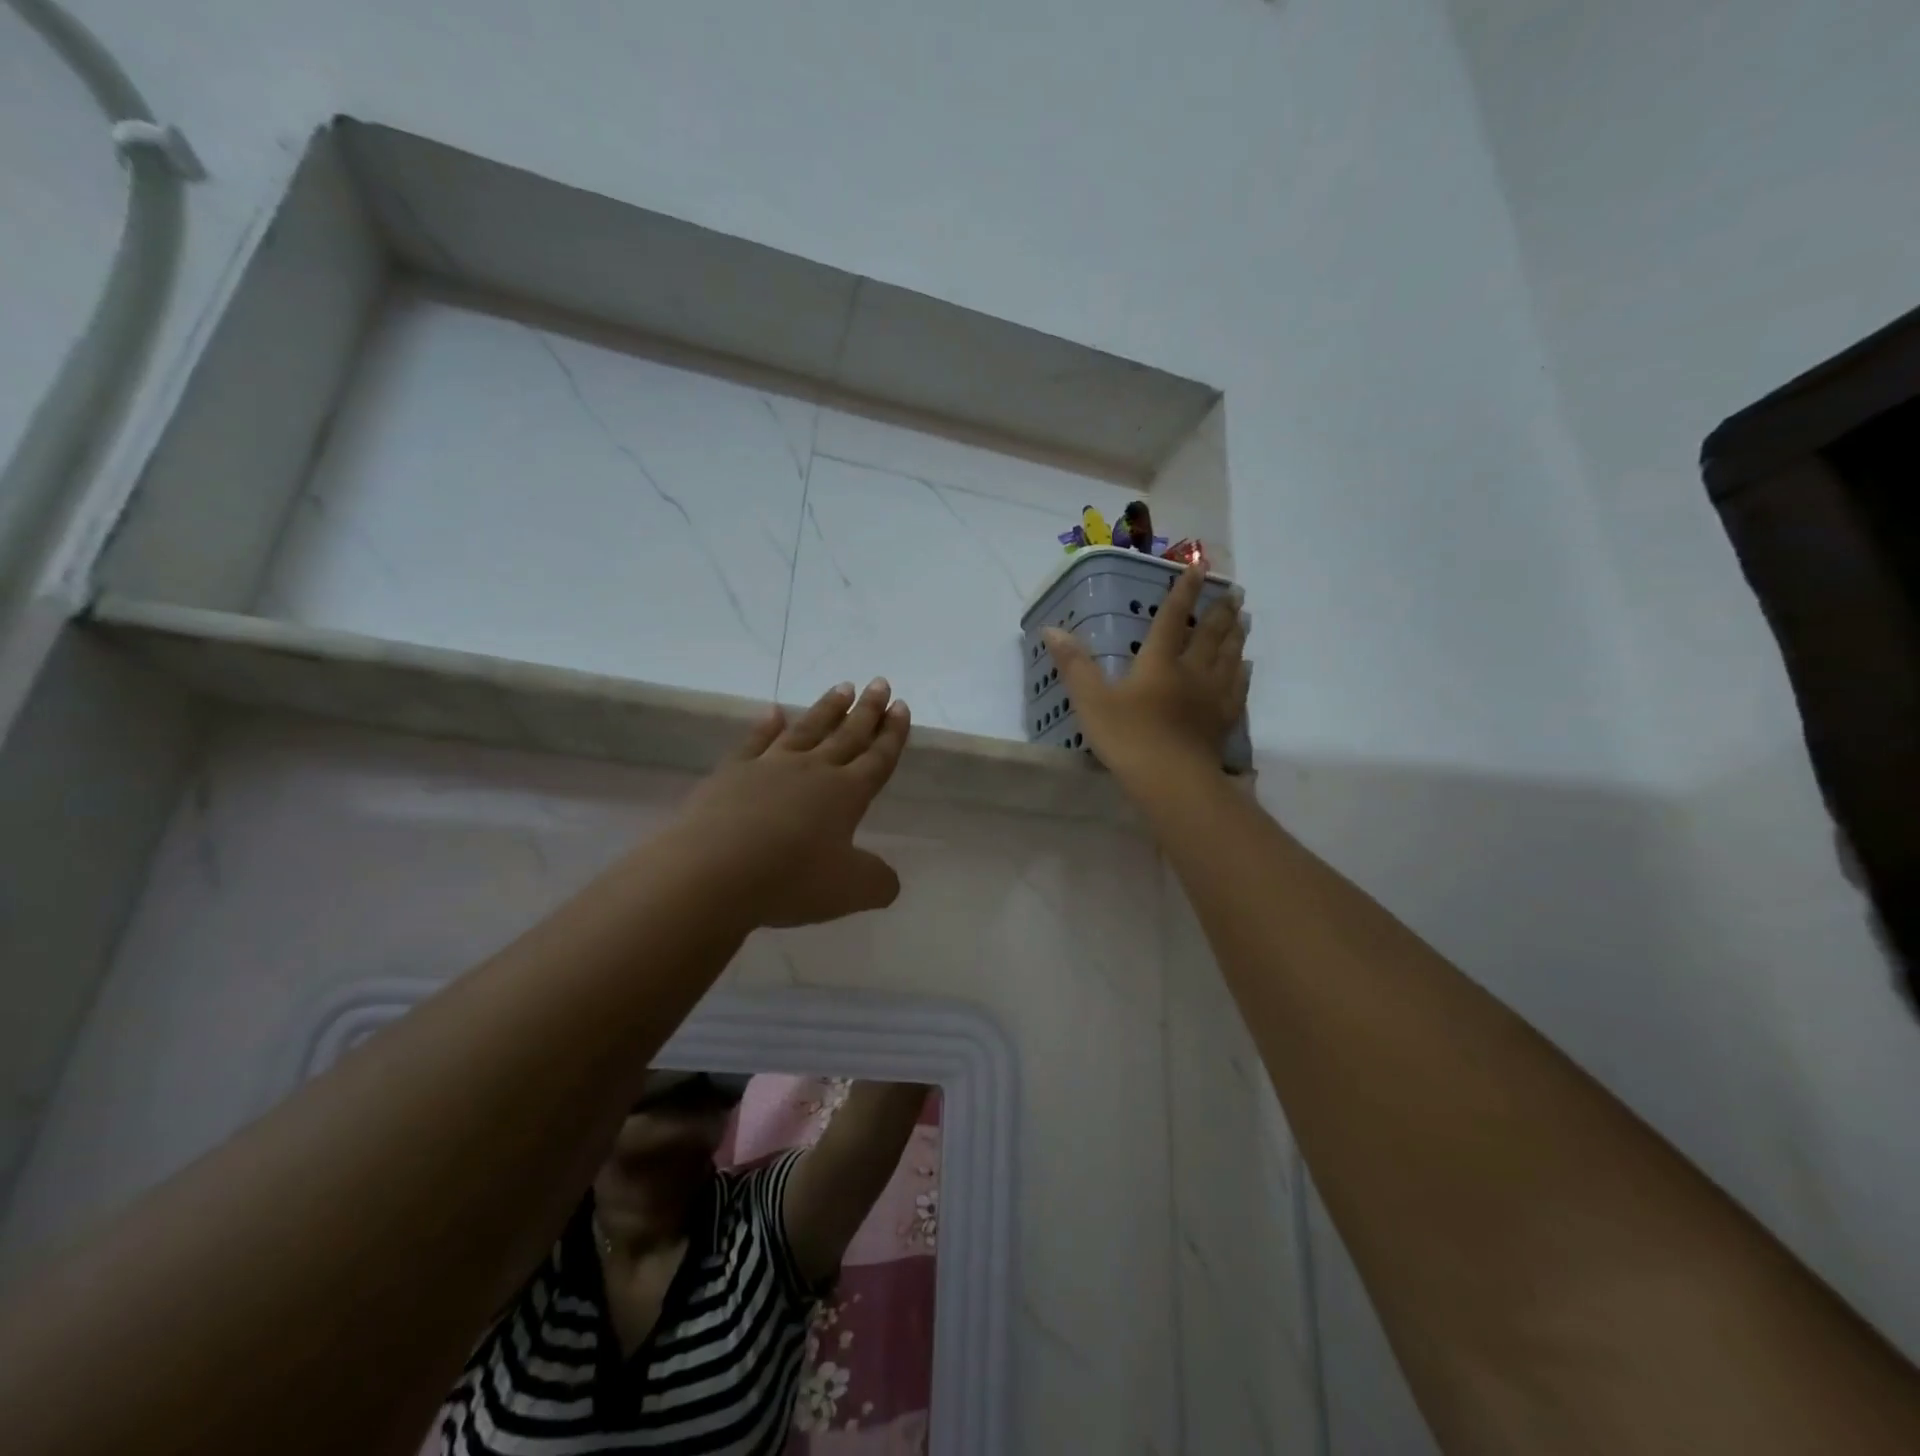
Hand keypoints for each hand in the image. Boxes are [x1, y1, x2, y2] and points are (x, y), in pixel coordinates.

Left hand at [676, 679, 910, 926]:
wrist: (714, 871)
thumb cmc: (791, 879)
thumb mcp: (851, 892)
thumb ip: (878, 882)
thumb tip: (889, 880)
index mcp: (847, 794)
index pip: (877, 758)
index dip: (892, 734)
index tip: (901, 706)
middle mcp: (813, 771)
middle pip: (847, 735)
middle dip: (867, 710)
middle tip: (879, 683)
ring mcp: (770, 767)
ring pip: (807, 730)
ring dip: (827, 709)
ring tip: (842, 687)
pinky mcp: (732, 774)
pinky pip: (755, 742)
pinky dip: (766, 725)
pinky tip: (774, 711)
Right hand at [1043, 563, 1248, 784]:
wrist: (1173, 780)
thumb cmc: (1129, 738)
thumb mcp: (1091, 701)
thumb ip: (1074, 665)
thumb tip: (1052, 629)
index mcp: (1159, 662)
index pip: (1172, 618)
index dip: (1184, 591)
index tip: (1200, 566)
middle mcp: (1191, 671)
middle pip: (1209, 635)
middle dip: (1219, 611)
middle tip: (1234, 593)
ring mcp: (1212, 696)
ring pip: (1229, 657)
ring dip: (1236, 636)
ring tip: (1244, 619)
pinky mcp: (1223, 721)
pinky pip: (1237, 689)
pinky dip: (1241, 673)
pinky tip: (1245, 667)